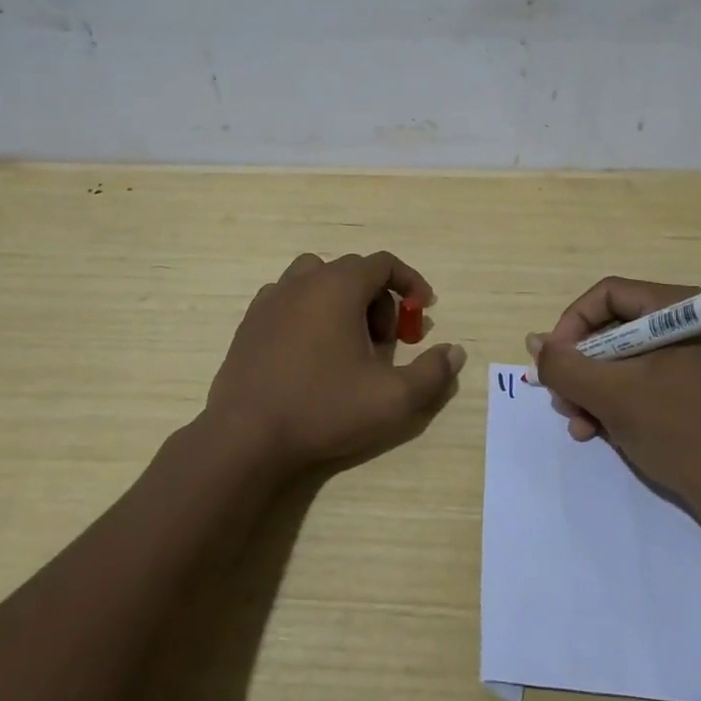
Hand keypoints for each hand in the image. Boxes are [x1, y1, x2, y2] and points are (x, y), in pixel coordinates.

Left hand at [206, 251, 465, 474]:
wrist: (245, 437)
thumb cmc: (323, 409)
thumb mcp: (392, 399)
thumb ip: (432, 373)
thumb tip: (455, 352)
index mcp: (338, 286)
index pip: (383, 263)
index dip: (410, 283)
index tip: (423, 311)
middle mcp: (303, 281)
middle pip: (353, 271)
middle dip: (379, 299)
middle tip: (387, 342)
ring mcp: (271, 299)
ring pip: (317, 280)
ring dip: (342, 301)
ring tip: (348, 342)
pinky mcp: (250, 322)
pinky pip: (289, 299)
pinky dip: (309, 312)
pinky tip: (311, 352)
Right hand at [528, 276, 700, 513]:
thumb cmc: (680, 432)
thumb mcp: (612, 395)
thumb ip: (565, 365)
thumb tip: (535, 342)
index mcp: (680, 308)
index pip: (607, 295)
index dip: (571, 325)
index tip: (553, 363)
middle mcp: (689, 323)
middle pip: (613, 328)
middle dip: (581, 367)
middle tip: (562, 400)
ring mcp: (694, 357)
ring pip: (623, 359)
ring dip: (593, 390)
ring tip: (579, 424)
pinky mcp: (695, 388)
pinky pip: (643, 381)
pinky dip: (616, 402)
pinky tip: (598, 432)